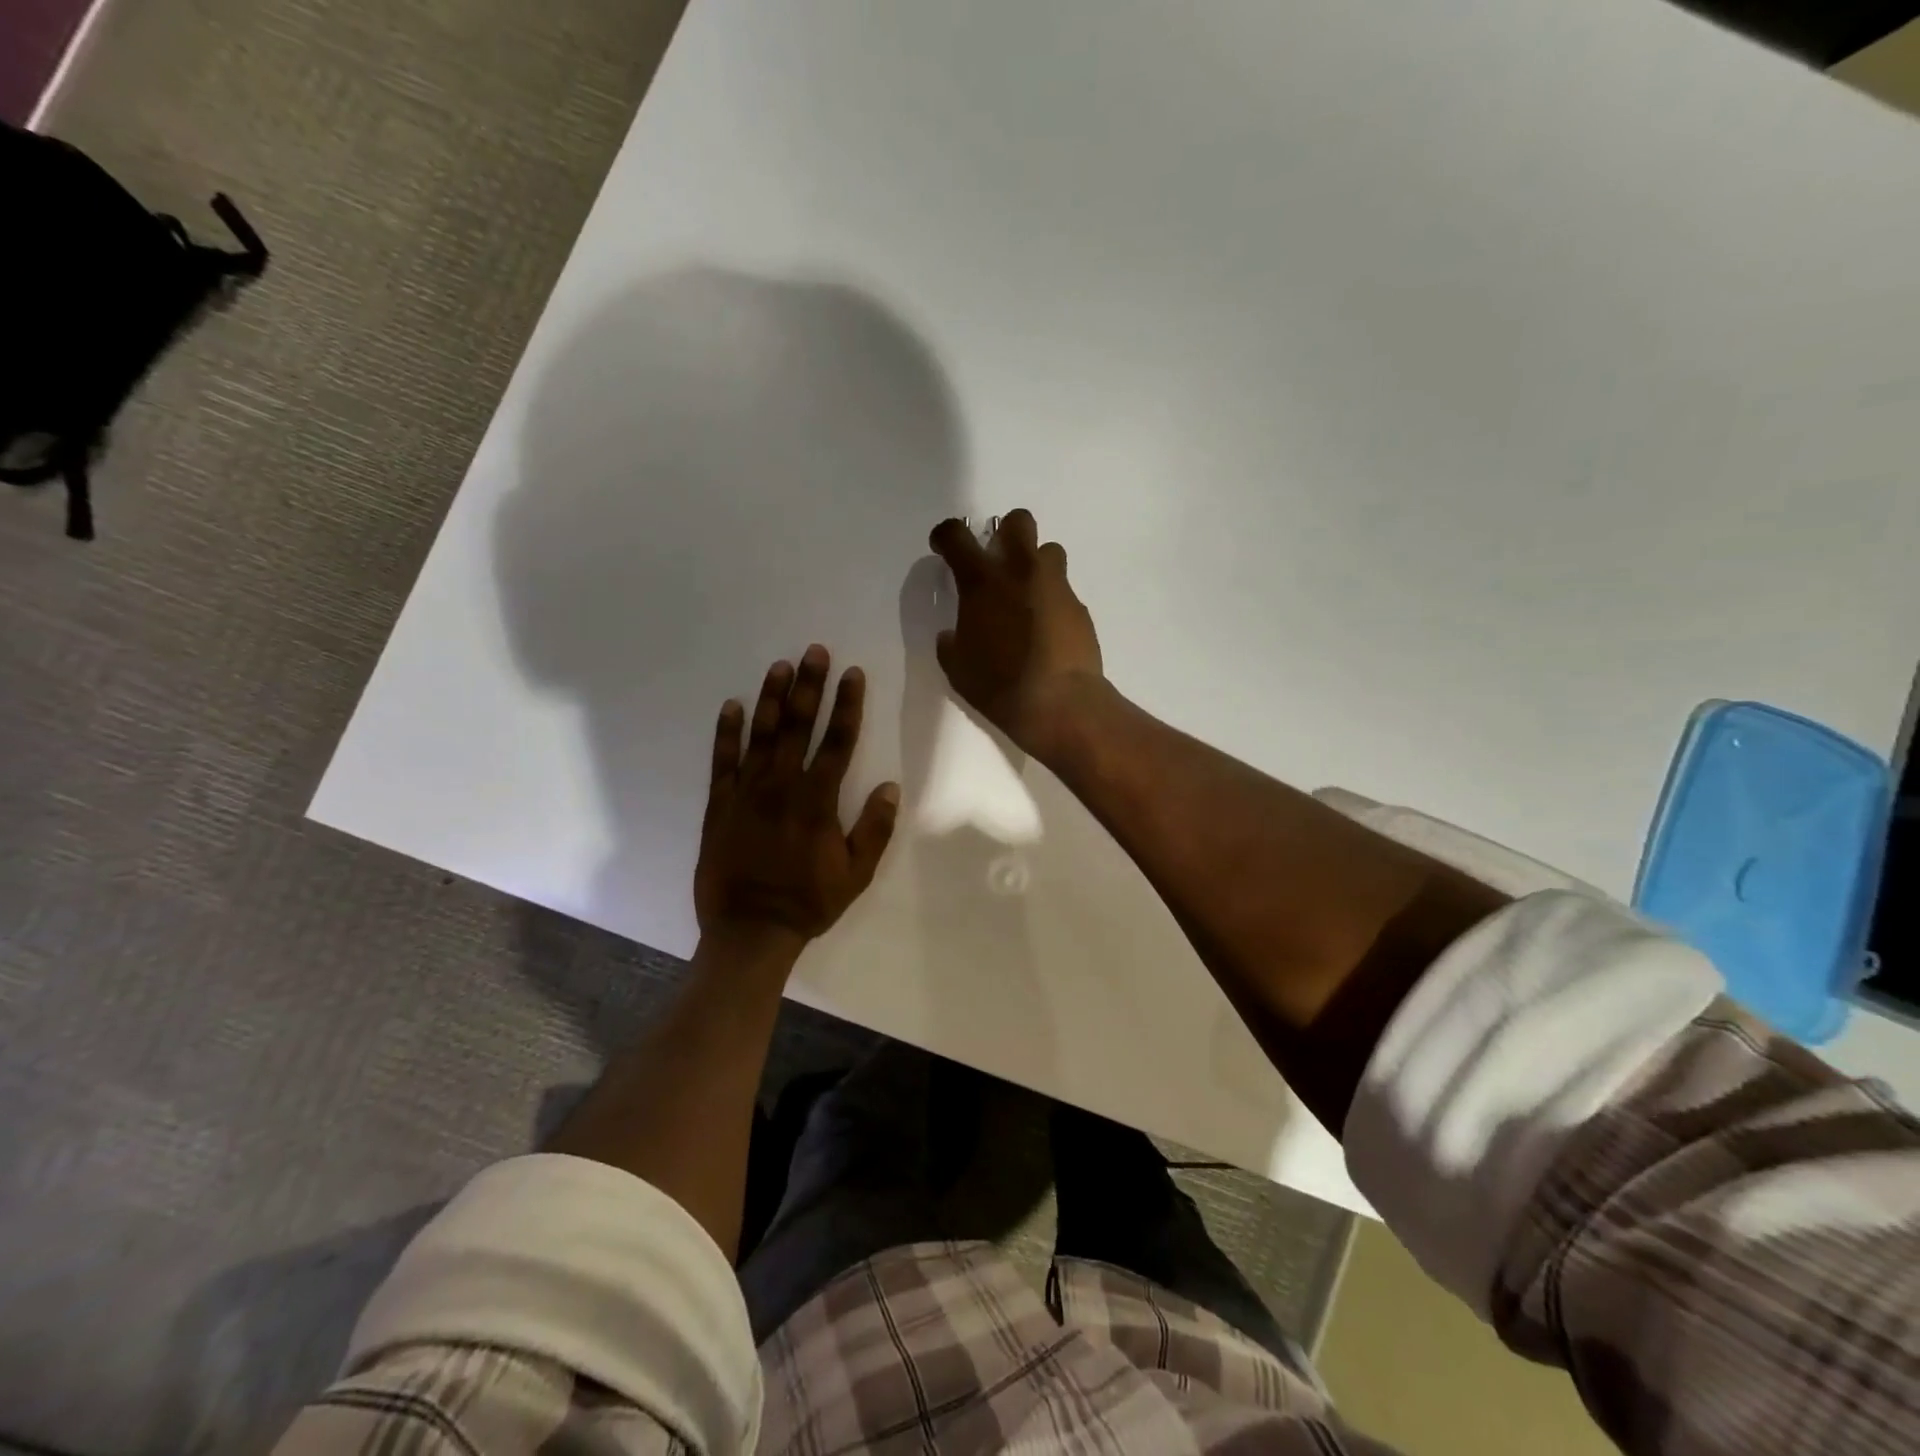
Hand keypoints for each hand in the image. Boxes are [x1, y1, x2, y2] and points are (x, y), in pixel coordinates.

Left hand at [694, 645, 899, 959]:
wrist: (750, 930)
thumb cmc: (809, 902)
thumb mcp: (856, 873)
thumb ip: (874, 829)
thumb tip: (890, 787)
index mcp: (818, 800)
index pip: (839, 741)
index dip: (848, 705)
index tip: (852, 673)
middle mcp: (782, 786)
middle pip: (799, 726)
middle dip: (809, 686)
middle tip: (814, 651)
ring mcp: (747, 793)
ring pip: (761, 735)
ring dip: (772, 698)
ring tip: (779, 666)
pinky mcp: (720, 805)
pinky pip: (723, 762)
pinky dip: (727, 733)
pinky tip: (732, 706)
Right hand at [928, 509, 1102, 757]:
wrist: (1059, 703)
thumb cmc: (999, 685)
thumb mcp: (958, 667)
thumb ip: (952, 642)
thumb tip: (954, 634)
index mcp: (982, 581)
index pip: (956, 536)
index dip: (945, 536)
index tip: (943, 547)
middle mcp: (1021, 572)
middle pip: (1018, 521)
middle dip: (1006, 534)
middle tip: (997, 563)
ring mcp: (1055, 586)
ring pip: (1048, 551)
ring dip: (1034, 565)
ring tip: (1026, 596)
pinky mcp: (1079, 608)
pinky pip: (1062, 591)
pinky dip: (1051, 601)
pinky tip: (1045, 630)